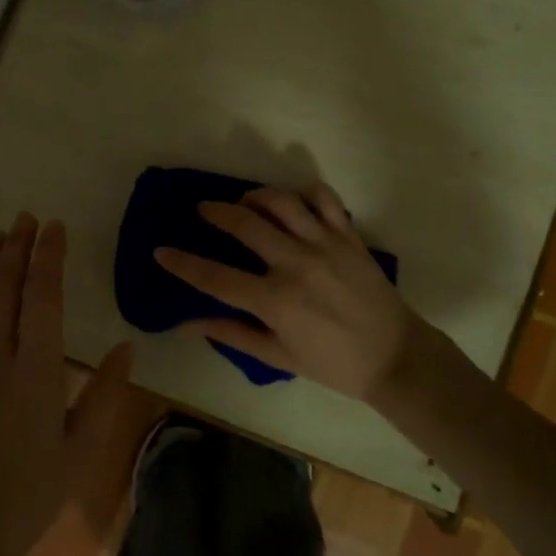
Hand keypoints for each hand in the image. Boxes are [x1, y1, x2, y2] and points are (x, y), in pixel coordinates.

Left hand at [0, 213, 137, 555]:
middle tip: (26, 218)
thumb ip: (105, 395)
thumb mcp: (81, 451)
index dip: (48, 257)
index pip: (42, 298)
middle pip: (4, 289)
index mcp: (36, 373)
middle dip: (17, 248)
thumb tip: (125, 346)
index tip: (53, 227)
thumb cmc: (28, 498)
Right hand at [153, 184, 424, 403]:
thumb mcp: (278, 356)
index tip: (160, 251)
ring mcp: (326, 245)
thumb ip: (232, 334)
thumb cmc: (333, 364)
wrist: (394, 358)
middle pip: (245, 224)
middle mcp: (296, 264)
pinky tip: (293, 201)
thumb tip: (188, 322)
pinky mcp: (349, 236)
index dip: (183, 263)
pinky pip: (325, 199)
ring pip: (282, 202)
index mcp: (275, 300)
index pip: (216, 277)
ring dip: (256, 195)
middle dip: (216, 212)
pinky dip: (305, 192)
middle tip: (204, 210)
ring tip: (245, 202)